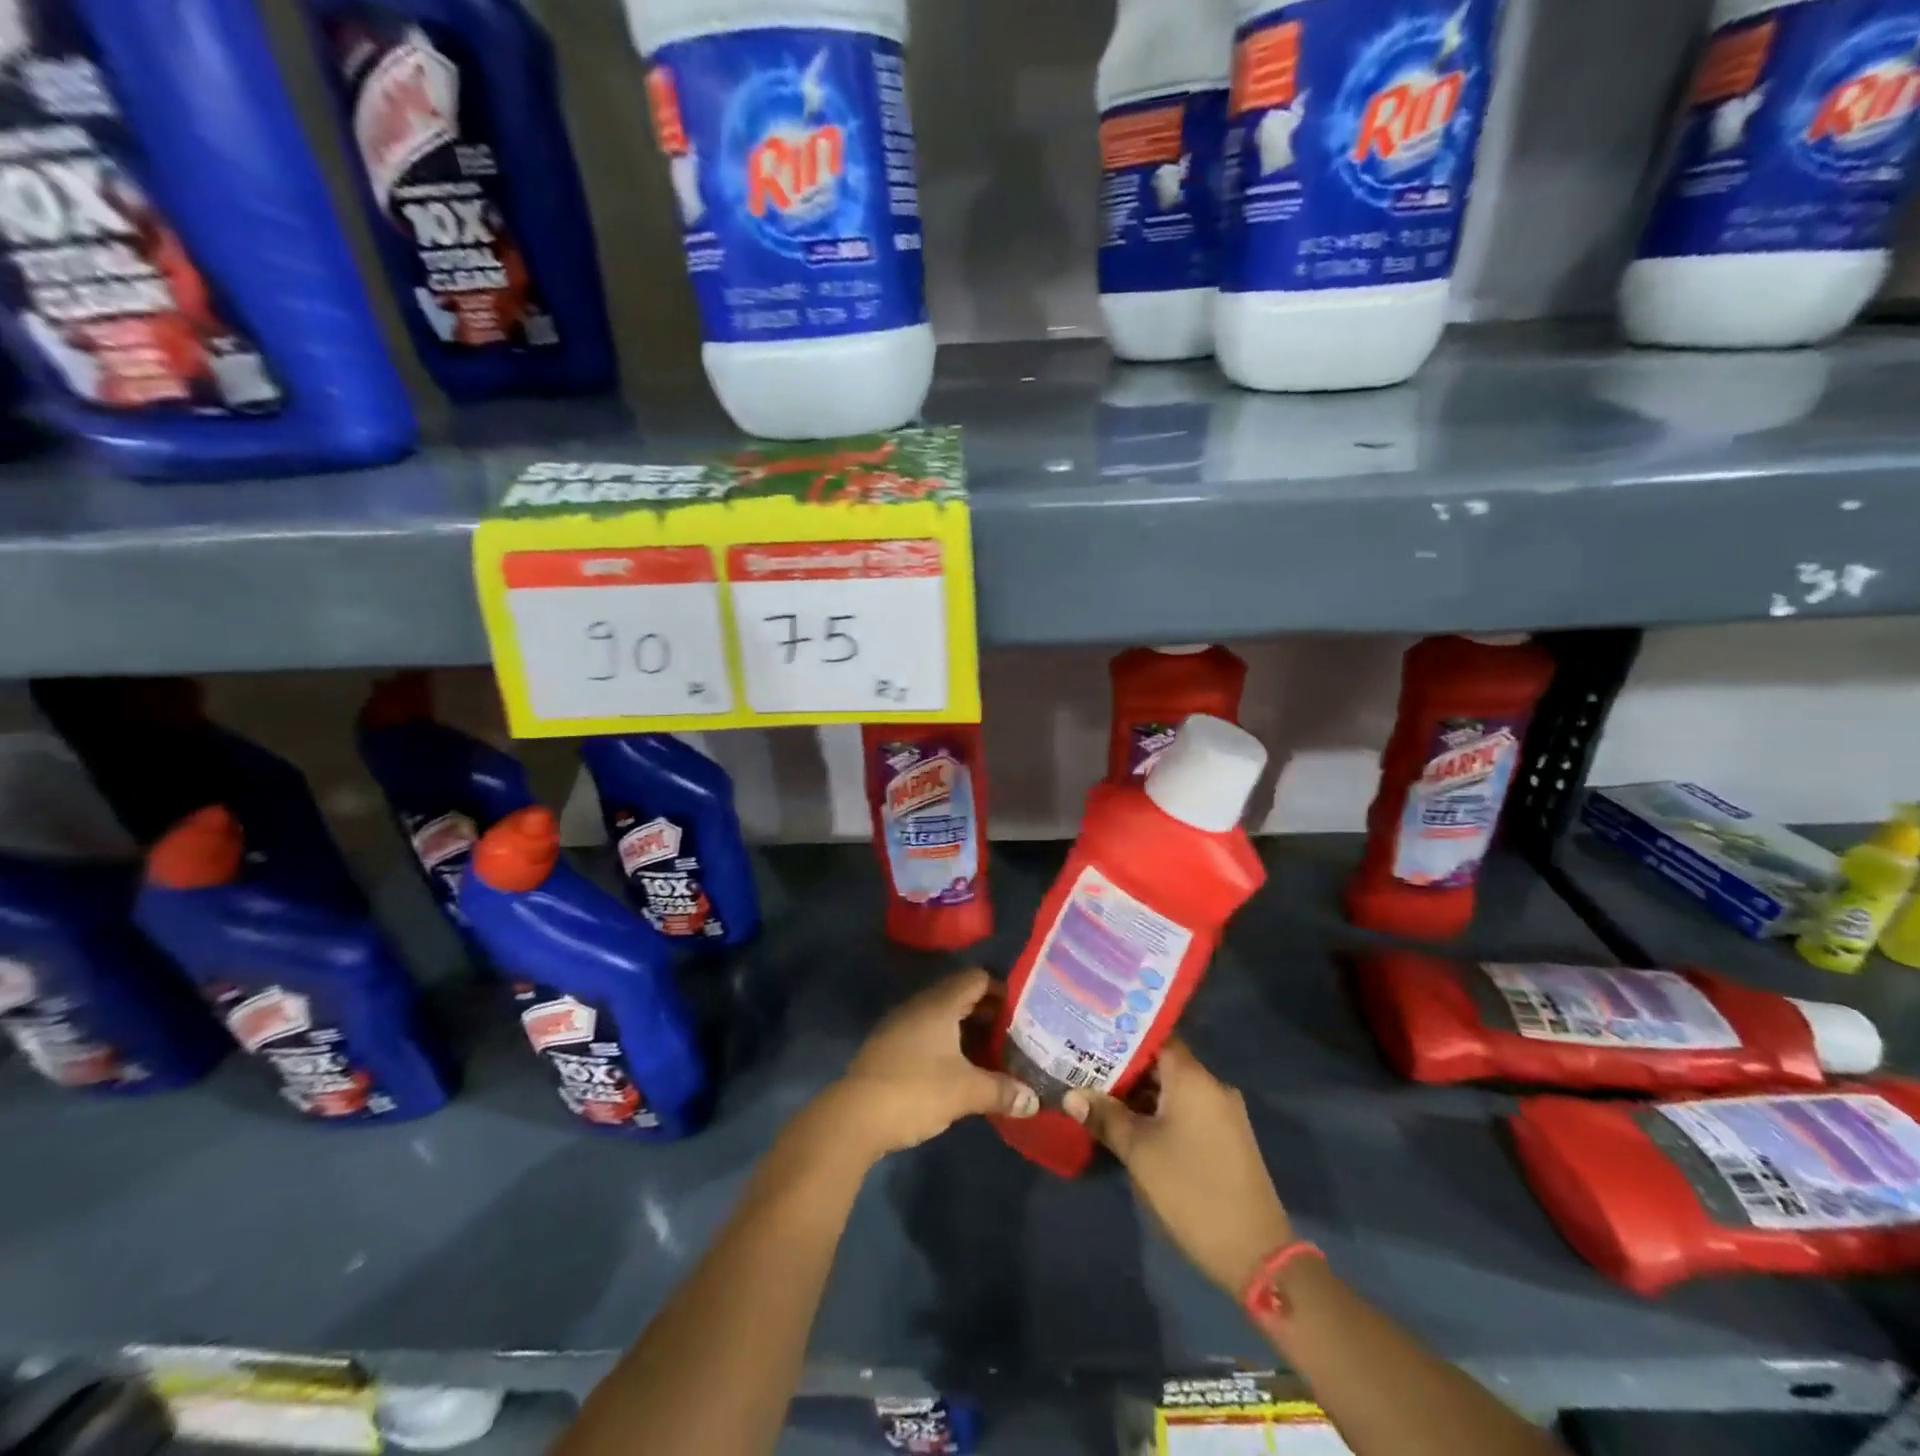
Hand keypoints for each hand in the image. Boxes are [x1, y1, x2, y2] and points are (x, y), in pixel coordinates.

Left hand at [826, 969, 1039, 1160]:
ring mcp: (900, 1025)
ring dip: (967, 1031)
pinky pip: (926, 1033)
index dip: (1002, 990)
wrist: (854, 1117)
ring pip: (942, 1017)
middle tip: (1015, 1035)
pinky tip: (959, 1070)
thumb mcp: (966, 1092)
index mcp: (939, 1003)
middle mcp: (919, 1005)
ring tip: (992, 1055)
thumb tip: (1034, 1101)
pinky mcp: (889, 1047)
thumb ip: (1002, 1091)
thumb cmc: (915, 1091)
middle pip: (960, 995)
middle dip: (988, 1013)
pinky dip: (947, 1044)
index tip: (1023, 1012)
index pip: (977, 978)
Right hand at [1063, 1041, 1291, 1297]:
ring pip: (1174, 1090)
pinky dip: (1161, 1113)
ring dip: (1142, 1096)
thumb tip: (1071, 1096)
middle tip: (1086, 1073)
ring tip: (1102, 1100)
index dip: (1121, 1038)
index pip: (1154, 1038)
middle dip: (1126, 1071)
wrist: (1256, 1254)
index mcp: (1193, 1078)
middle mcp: (1212, 1086)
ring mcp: (1224, 1114)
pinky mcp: (1228, 1139)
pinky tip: (1134, 1127)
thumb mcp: (1138, 1152)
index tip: (1091, 1041)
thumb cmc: (1190, 1190)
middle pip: (1163, 1064)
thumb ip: (1105, 1117)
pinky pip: (1188, 1111)